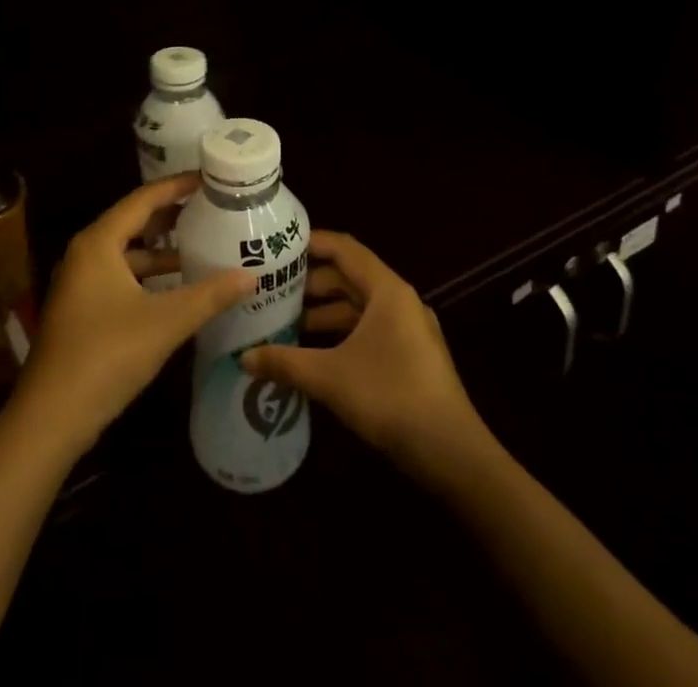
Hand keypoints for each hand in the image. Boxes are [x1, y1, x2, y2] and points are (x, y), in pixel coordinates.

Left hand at [13, 174, 255, 453]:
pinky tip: (178, 290)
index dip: (176, 186)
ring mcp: (80, 284)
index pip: (143, 199)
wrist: (50, 418)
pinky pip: (122, 278)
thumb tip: (251, 276)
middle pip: (134, 223)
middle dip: (172, 217)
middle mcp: (85, 254)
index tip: (209, 177)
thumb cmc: (106, 355)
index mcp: (98, 243)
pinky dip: (150, 277)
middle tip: (211, 209)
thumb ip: (209, 296)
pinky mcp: (82, 310)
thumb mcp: (165, 322)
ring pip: (128, 254)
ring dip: (162, 252)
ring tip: (203, 248)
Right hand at [241, 231, 486, 470]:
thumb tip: (243, 358)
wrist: (453, 454)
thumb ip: (285, 363)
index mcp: (387, 290)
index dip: (311, 243)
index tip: (277, 248)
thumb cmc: (391, 397)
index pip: (344, 249)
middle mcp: (399, 301)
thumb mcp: (330, 377)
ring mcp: (408, 330)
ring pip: (358, 308)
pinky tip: (313, 355)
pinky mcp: (410, 357)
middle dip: (310, 284)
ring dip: (323, 314)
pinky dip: (340, 335)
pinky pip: (368, 331)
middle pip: (349, 278)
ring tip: (284, 325)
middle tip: (271, 291)